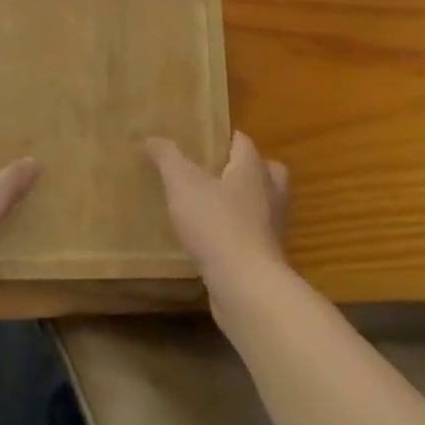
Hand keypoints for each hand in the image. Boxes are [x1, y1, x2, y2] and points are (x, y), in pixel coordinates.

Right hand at [146, 132, 289, 290]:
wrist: (245, 287)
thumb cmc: (216, 224)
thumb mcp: (182, 183)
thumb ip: (168, 158)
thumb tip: (152, 139)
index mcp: (253, 170)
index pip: (243, 142)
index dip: (224, 137)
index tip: (202, 139)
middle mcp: (270, 194)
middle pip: (265, 172)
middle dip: (245, 169)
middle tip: (216, 171)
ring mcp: (271, 229)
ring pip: (261, 205)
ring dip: (242, 204)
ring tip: (211, 206)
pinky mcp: (266, 259)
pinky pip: (253, 236)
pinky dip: (237, 234)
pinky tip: (213, 240)